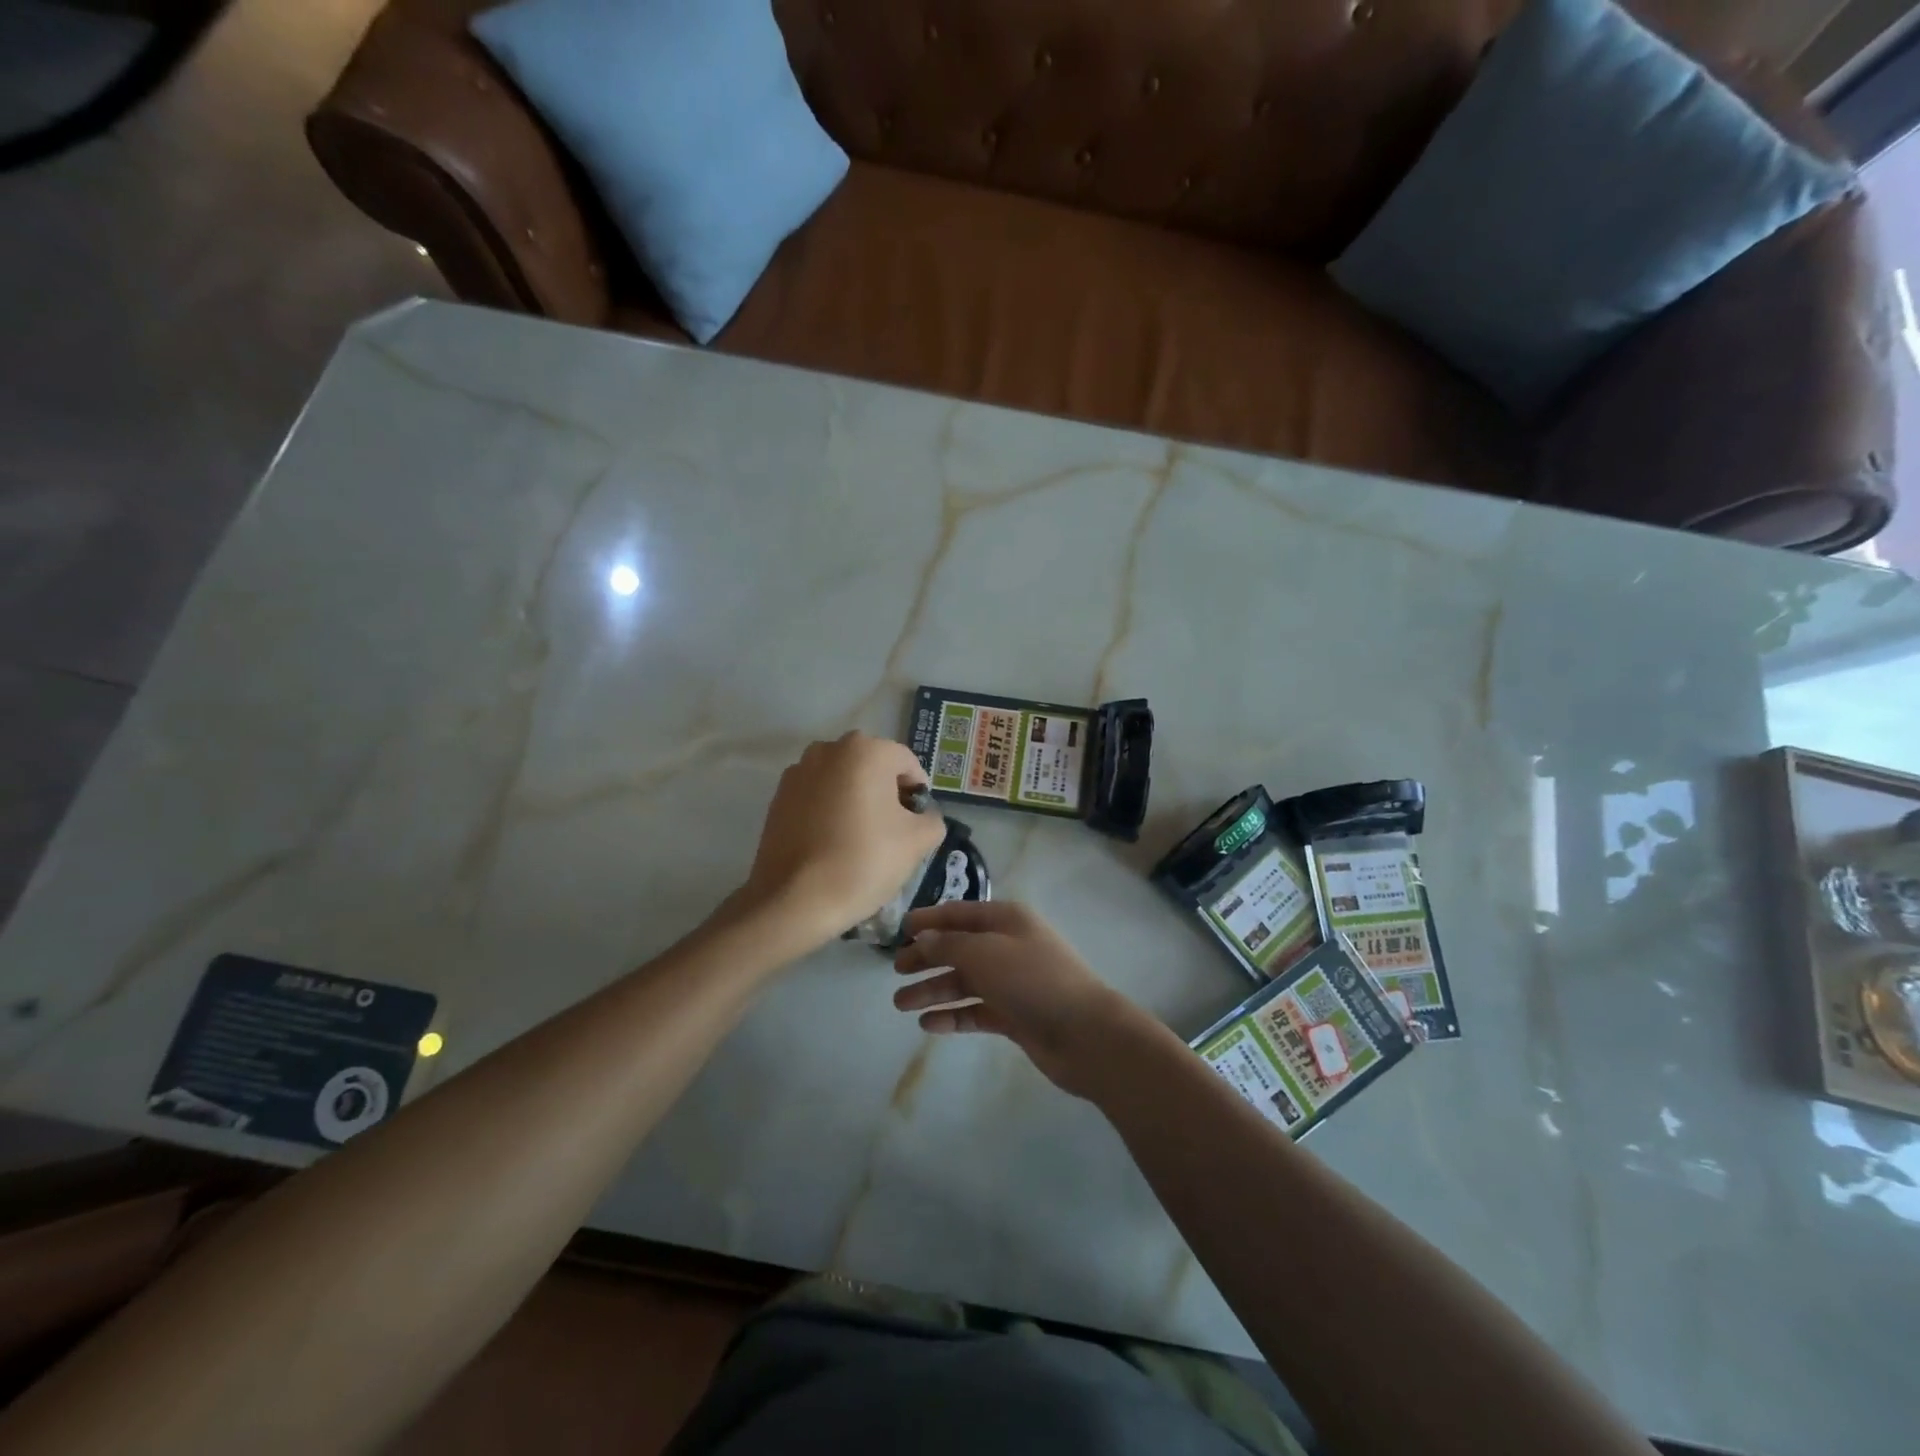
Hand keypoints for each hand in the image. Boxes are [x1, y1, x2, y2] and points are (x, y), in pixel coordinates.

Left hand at [740, 733, 946, 951]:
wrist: (794, 900)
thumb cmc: (863, 861)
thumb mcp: (918, 841)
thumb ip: (932, 819)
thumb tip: (922, 815)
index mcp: (866, 750)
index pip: (907, 765)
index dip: (918, 796)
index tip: (915, 827)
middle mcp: (829, 749)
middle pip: (873, 768)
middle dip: (886, 795)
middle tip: (891, 834)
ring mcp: (798, 771)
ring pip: (843, 781)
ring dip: (856, 801)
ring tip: (858, 840)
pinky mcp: (777, 797)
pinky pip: (817, 797)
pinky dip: (829, 811)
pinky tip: (830, 844)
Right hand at [892, 902, 1154, 1096]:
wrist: (1085, 1033)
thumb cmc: (1033, 980)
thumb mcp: (985, 953)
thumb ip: (949, 944)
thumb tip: (923, 937)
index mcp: (1006, 920)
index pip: (959, 913)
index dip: (929, 919)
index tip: (899, 930)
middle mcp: (1008, 946)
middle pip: (959, 947)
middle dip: (926, 957)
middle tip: (896, 971)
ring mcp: (1012, 982)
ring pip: (964, 981)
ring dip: (933, 990)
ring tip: (901, 1005)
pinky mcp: (1014, 1015)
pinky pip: (976, 1010)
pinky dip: (953, 1015)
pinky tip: (929, 1024)